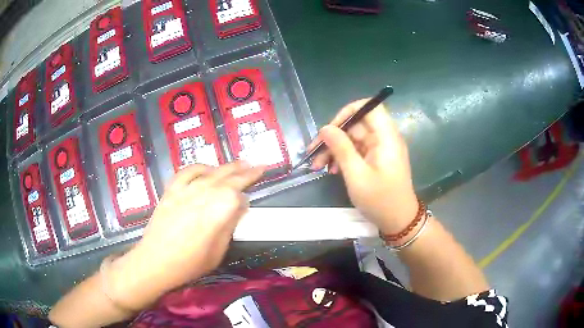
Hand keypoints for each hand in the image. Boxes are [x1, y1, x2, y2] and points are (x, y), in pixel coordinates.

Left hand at [108, 162, 264, 308]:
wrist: (156, 261)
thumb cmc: (190, 263)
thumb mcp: (218, 251)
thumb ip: (229, 225)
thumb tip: (238, 207)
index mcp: (218, 211)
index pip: (238, 192)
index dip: (248, 188)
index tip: (255, 187)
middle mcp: (203, 194)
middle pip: (228, 177)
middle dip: (245, 170)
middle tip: (258, 165)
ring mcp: (186, 189)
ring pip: (211, 172)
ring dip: (227, 166)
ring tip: (239, 163)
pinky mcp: (171, 190)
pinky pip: (187, 172)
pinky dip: (199, 167)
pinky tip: (207, 169)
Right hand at [310, 99, 417, 234]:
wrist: (398, 222)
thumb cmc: (380, 200)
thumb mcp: (356, 175)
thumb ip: (341, 148)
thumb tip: (325, 128)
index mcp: (386, 137)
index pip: (369, 107)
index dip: (348, 112)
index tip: (330, 128)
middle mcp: (384, 138)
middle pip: (356, 125)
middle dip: (334, 137)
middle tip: (314, 153)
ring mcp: (380, 149)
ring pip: (353, 139)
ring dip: (335, 149)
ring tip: (318, 166)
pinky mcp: (376, 160)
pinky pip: (357, 151)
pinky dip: (343, 158)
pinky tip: (332, 170)